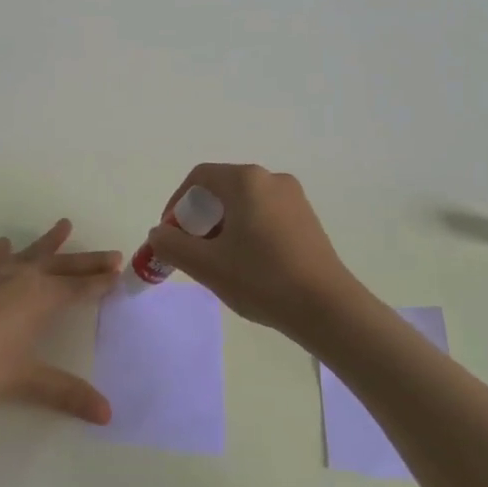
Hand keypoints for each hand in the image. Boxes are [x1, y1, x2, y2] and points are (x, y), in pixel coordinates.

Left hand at [0, 220, 121, 423]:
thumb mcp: (27, 382)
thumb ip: (68, 393)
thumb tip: (107, 414)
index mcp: (40, 298)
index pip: (79, 287)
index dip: (100, 281)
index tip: (119, 271)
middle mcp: (21, 277)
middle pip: (62, 265)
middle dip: (87, 260)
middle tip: (111, 253)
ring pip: (29, 253)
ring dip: (49, 242)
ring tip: (64, 225)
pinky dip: (2, 250)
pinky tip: (4, 245)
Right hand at [145, 163, 368, 345]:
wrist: (328, 309)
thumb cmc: (262, 279)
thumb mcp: (206, 265)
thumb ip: (172, 244)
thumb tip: (159, 234)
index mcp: (246, 180)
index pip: (199, 178)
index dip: (176, 203)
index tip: (170, 234)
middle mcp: (272, 179)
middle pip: (222, 189)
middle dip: (199, 218)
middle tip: (192, 251)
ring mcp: (294, 198)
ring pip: (244, 203)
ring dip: (223, 226)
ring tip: (218, 262)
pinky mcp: (307, 219)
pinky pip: (265, 214)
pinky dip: (247, 231)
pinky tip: (248, 265)